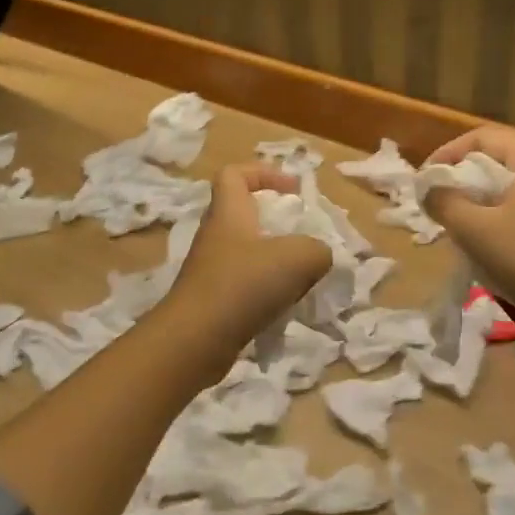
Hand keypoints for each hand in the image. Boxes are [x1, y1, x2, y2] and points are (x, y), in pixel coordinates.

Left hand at [166, 163, 332, 350]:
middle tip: (305, 237)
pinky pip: (246, 286)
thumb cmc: (243, 284)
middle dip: (278, 223)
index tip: (293, 190)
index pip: (234, 174)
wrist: (195, 341)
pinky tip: (286, 307)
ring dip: (276, 262)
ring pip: (249, 254)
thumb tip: (318, 256)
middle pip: (245, 215)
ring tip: (303, 277)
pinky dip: (268, 292)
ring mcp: (212, 270)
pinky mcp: (213, 301)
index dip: (263, 172)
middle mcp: (216, 236)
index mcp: (229, 213)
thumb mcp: (298, 258)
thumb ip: (317, 250)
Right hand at [422, 126, 514, 325]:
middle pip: (499, 157)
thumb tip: (429, 189)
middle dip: (464, 177)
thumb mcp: (474, 230)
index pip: (482, 137)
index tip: (424, 181)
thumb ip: (444, 201)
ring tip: (460, 221)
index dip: (447, 154)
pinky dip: (504, 211)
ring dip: (483, 197)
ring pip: (514, 182)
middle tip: (439, 201)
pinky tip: (492, 239)